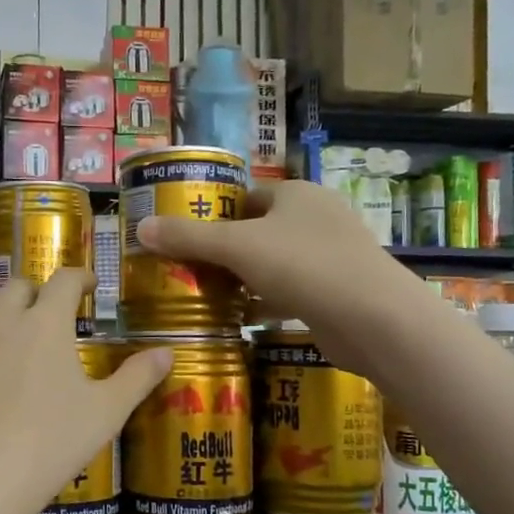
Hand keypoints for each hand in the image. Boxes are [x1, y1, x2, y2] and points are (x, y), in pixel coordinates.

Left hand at [0, 269, 171, 513]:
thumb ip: (137, 378)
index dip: (80, 277)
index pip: (63, 280)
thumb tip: (167, 352)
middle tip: (54, 313)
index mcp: (44, 322)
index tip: (90, 285)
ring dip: (4, 308)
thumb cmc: (49, 443)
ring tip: (17, 331)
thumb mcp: (105, 413)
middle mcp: (2, 320)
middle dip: (39, 292)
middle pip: (19, 286)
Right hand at [138, 180, 391, 334]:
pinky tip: (240, 317)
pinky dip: (265, 301)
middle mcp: (315, 217)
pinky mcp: (334, 291)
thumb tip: (140, 227)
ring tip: (204, 294)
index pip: (244, 196)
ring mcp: (329, 255)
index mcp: (296, 194)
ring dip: (243, 278)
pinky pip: (289, 290)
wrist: (373, 319)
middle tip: (186, 269)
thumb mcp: (236, 247)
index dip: (212, 213)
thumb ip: (188, 238)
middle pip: (256, 230)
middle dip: (223, 250)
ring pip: (272, 262)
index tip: (182, 236)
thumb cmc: (303, 266)